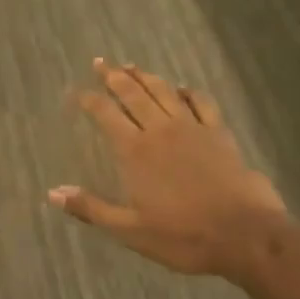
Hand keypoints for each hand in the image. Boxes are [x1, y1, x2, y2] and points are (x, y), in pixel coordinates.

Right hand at [50, 59, 287, 280]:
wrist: (246, 236)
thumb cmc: (184, 236)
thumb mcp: (131, 230)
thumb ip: (92, 208)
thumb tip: (53, 193)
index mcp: (134, 151)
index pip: (105, 114)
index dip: (90, 100)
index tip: (79, 90)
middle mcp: (159, 130)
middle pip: (133, 93)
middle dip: (114, 76)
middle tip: (101, 62)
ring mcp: (192, 128)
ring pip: (164, 92)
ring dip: (146, 76)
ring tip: (132, 66)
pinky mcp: (219, 133)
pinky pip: (201, 103)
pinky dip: (189, 92)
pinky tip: (183, 88)